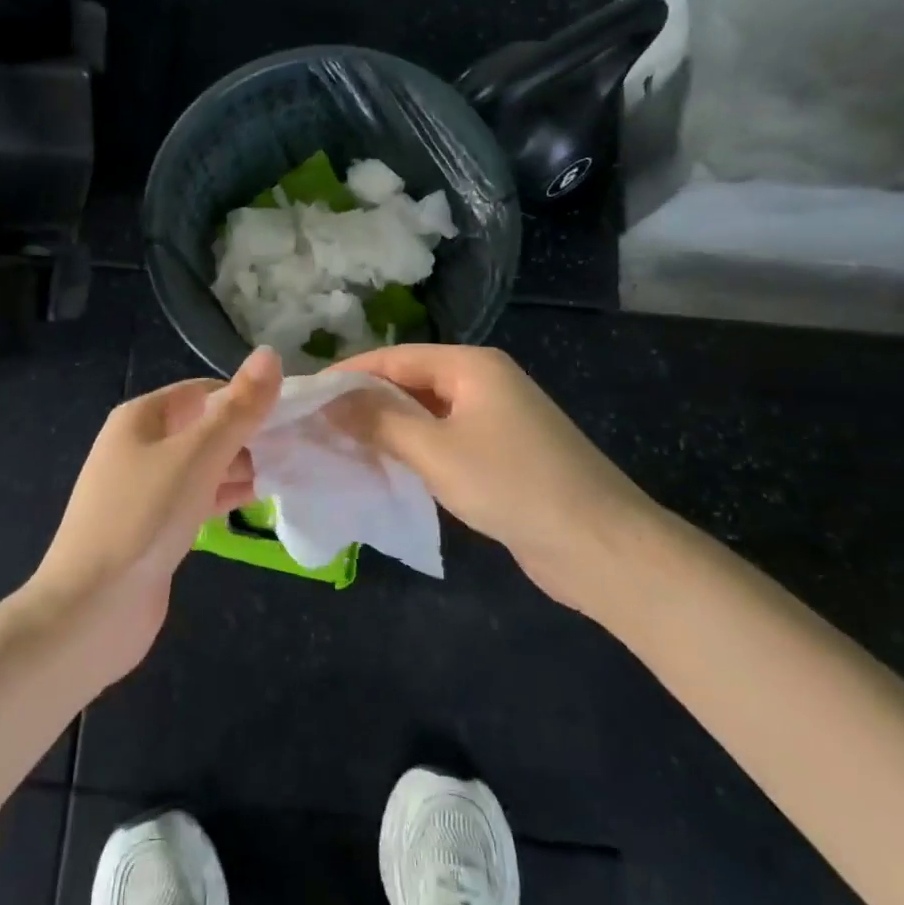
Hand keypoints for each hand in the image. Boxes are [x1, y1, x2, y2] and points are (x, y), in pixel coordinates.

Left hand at [24, 346, 282, 685]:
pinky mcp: (153, 527)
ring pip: (202, 465)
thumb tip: (270, 354)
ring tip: (288, 472)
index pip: (203, 392)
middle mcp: (139, 446)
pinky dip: (224, 496)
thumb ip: (238, 409)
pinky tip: (258, 502)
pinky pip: (196, 498)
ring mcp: (145, 489)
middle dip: (246, 435)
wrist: (92, 609)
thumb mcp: (197, 456)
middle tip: (296, 448)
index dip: (245, 398)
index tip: (290, 414)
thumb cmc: (144, 517)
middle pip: (203, 427)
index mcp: (141, 418)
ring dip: (239, 467)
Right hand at [329, 345, 659, 612]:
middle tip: (314, 425)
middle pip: (409, 383)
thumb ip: (379, 421)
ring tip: (336, 446)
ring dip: (385, 429)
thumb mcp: (435, 450)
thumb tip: (330, 401)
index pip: (394, 358)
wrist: (599, 546)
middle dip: (363, 402)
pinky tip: (382, 468)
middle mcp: (483, 383)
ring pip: (425, 415)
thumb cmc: (512, 484)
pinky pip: (443, 441)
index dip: (348, 375)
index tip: (305, 395)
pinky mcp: (500, 456)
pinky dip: (412, 451)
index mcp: (471, 366)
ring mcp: (494, 420)